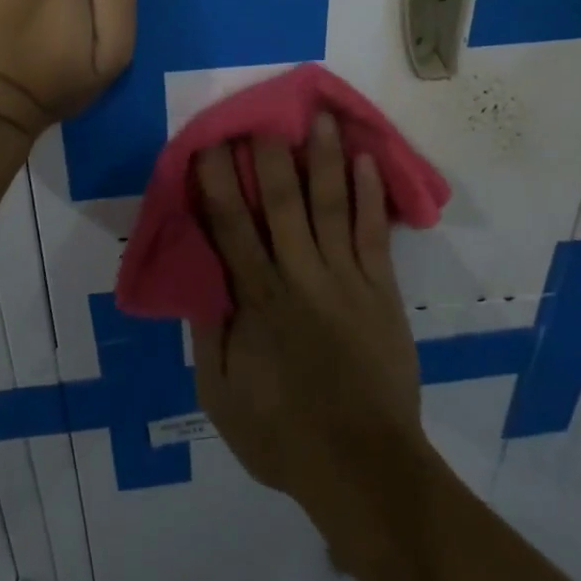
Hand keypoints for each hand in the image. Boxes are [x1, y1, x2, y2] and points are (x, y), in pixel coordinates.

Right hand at [192, 116, 423, 503]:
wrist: (364, 468)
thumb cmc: (284, 434)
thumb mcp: (221, 397)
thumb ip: (209, 334)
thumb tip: (198, 277)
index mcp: (256, 299)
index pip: (230, 226)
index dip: (218, 180)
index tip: (210, 143)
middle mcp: (299, 276)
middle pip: (280, 202)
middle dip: (269, 153)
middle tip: (264, 112)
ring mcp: (345, 279)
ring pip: (331, 205)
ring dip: (324, 158)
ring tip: (321, 117)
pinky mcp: (381, 290)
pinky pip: (374, 234)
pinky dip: (370, 196)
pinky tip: (367, 161)